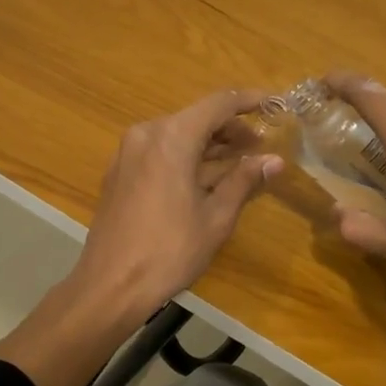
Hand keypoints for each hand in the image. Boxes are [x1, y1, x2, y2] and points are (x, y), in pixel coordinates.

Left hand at [0, 90, 281, 385]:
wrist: (111, 284)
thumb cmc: (170, 250)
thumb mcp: (216, 217)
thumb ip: (244, 181)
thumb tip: (274, 161)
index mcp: (172, 137)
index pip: (218, 104)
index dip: (249, 101)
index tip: (275, 104)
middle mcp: (146, 134)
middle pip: (196, 118)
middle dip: (230, 128)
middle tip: (261, 145)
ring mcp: (128, 153)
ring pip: (177, 136)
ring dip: (208, 145)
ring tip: (240, 162)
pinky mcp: (119, 173)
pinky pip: (159, 152)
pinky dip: (185, 157)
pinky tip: (206, 177)